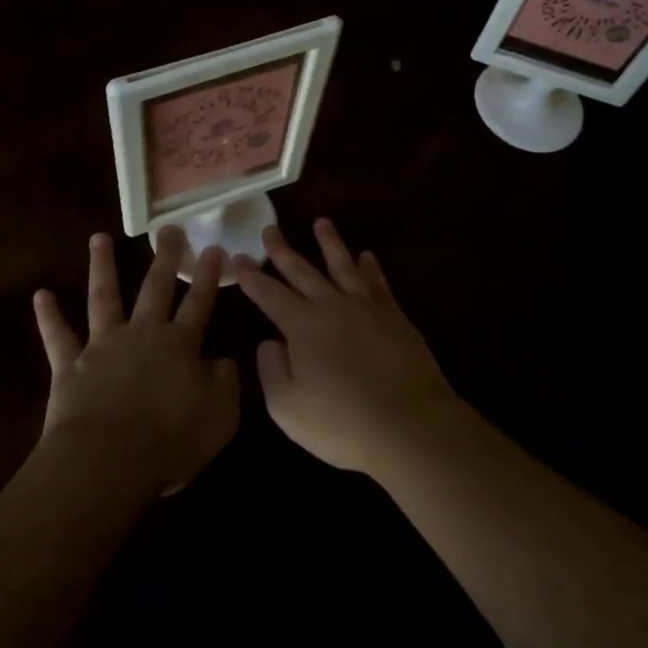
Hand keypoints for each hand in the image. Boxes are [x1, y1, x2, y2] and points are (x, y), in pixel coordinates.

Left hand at [32, 230, 239, 495]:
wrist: (108, 461)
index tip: (214, 248)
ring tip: (99, 238)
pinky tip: (40, 295)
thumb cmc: (170, 440)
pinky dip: (49, 316)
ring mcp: (103, 345)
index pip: (199, 302)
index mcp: (180, 345)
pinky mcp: (70, 365)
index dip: (208, 276)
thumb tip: (222, 360)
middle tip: (168, 229)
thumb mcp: (220, 415)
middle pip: (155, 288)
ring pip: (104, 296)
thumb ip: (226, 382)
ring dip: (101, 266)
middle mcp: (142, 333)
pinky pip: (57, 336)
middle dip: (164, 257)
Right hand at [233, 219, 463, 476]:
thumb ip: (271, 370)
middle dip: (282, 250)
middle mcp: (332, 306)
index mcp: (302, 326)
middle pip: (302, 271)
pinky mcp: (395, 317)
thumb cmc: (342, 422)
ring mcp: (367, 308)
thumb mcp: (287, 408)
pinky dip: (370, 267)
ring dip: (330, 243)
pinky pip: (378, 282)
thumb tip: (269, 342)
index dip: (250, 276)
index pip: (269, 294)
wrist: (409, 425)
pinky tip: (367, 256)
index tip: (237, 257)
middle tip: (270, 229)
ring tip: (321, 222)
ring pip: (343, 265)